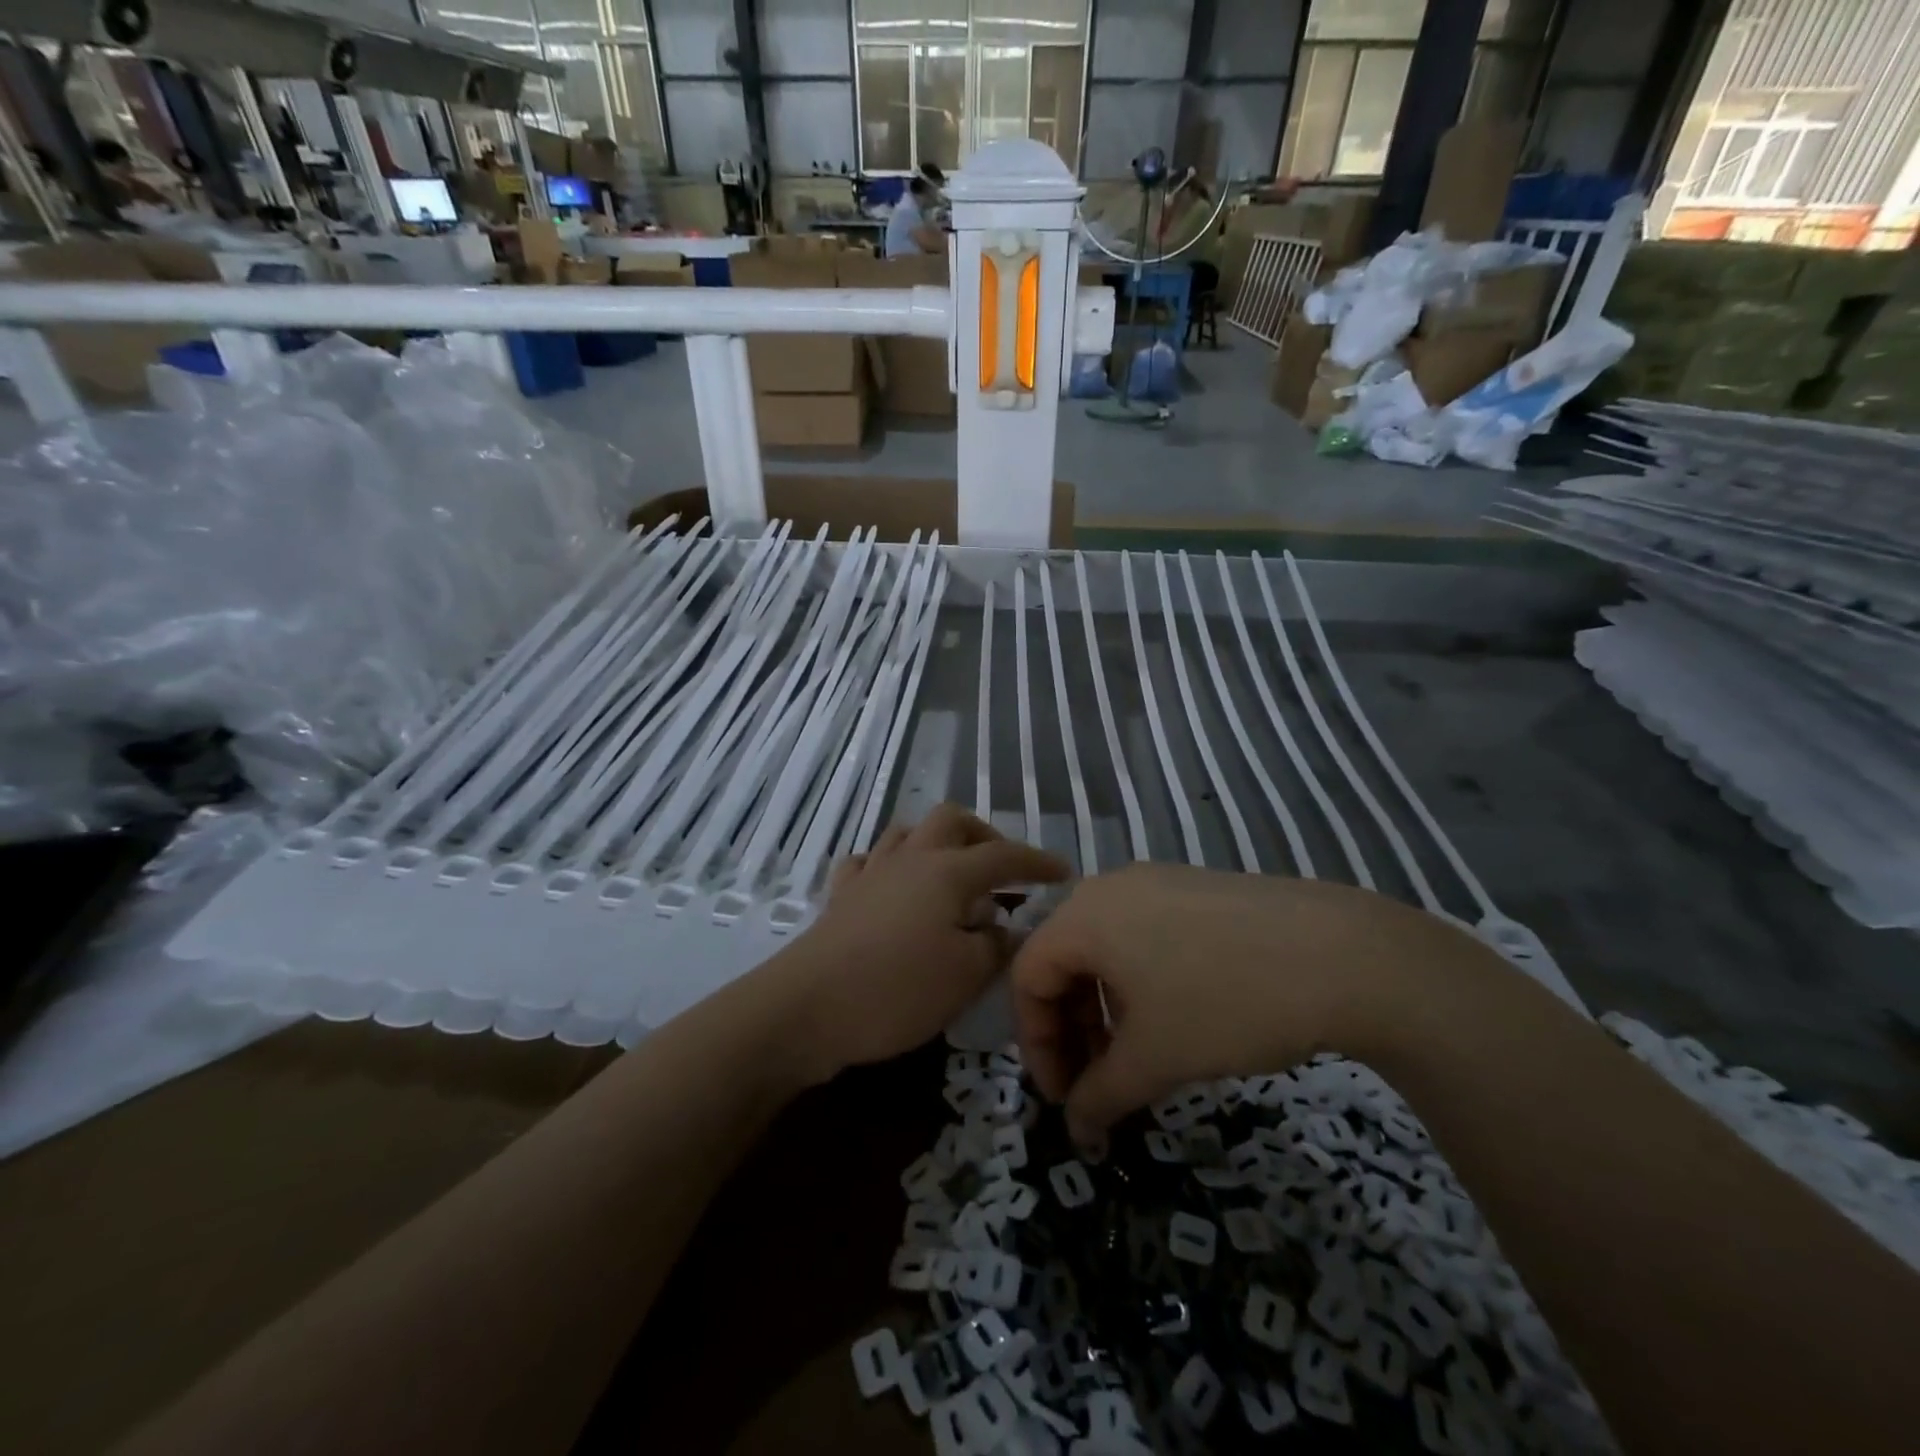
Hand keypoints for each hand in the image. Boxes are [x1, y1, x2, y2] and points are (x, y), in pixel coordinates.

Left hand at [766, 804, 1066, 1084]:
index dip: (1037, 862)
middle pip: (951, 820)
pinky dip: (890, 867)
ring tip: (952, 875)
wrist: (808, 1008)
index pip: (1004, 855)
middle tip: (1001, 871)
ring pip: (907, 832)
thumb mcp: (966, 975)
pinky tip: (895, 889)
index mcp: (947, 872)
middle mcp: (910, 859)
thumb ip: (997, 946)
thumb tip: (1010, 928)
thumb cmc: (897, 989)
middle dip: (984, 836)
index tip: (1063, 873)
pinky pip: (868, 862)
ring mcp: (871, 873)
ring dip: (936, 843)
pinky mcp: (841, 896)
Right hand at [1010, 864, 1495, 1143]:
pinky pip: (1142, 935)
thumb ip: (1101, 1095)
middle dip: (1070, 1029)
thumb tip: (1077, 1131)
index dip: (1036, 1044)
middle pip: (1062, 960)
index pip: (1027, 977)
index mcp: (1083, 915)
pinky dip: (1138, 982)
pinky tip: (1174, 1018)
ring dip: (1104, 1009)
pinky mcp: (1194, 888)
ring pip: (1104, 949)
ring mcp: (1155, 882)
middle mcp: (1110, 887)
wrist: (1340, 954)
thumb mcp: (1155, 1058)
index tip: (1065, 1098)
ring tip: (1136, 1058)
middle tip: (1096, 1084)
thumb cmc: (1225, 1002)